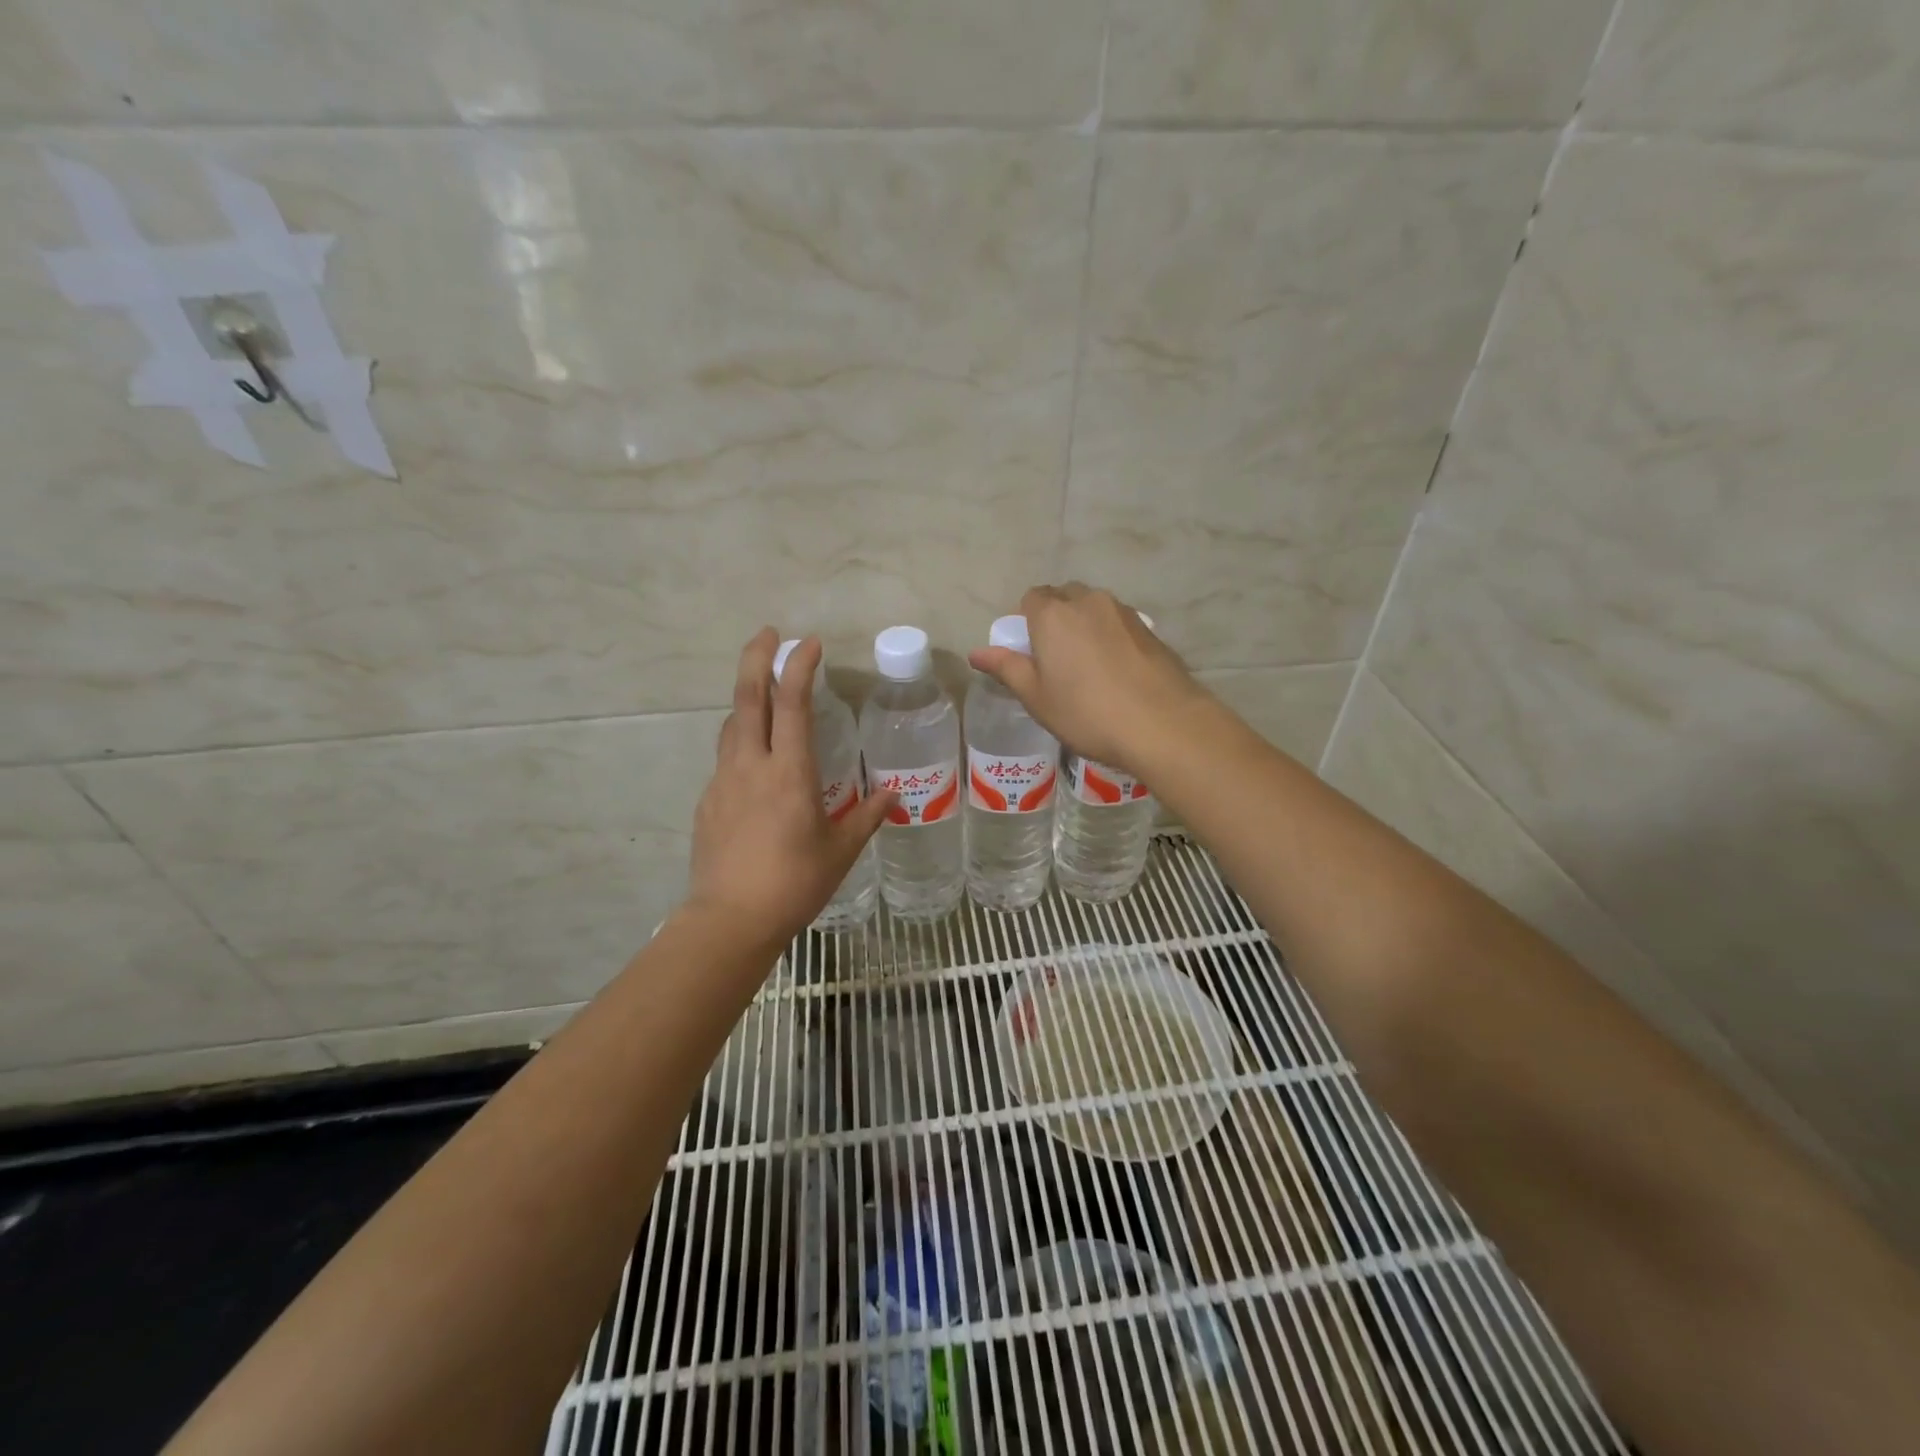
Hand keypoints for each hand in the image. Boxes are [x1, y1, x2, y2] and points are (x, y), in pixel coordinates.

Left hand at [684, 630, 893, 952]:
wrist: (730, 920)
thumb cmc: (794, 882)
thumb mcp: (840, 851)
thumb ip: (866, 817)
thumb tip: (893, 795)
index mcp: (790, 772)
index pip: (792, 704)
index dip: (799, 667)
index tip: (808, 643)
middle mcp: (751, 766)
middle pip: (747, 698)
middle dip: (756, 658)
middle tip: (767, 633)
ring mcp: (724, 782)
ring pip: (732, 726)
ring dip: (746, 700)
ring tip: (761, 694)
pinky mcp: (708, 803)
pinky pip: (726, 760)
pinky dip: (741, 744)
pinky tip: (754, 766)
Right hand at [967, 583, 1209, 774]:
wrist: (1162, 724)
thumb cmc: (1087, 713)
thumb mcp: (1037, 697)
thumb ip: (1006, 668)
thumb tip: (976, 652)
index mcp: (1053, 614)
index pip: (1030, 598)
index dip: (1026, 622)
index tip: (1031, 654)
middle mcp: (1088, 601)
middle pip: (1063, 597)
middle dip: (1055, 619)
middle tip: (1056, 661)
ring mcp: (1123, 612)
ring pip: (1093, 608)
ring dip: (1084, 626)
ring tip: (1088, 668)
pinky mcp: (1150, 628)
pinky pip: (1118, 624)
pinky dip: (1110, 638)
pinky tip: (1116, 672)